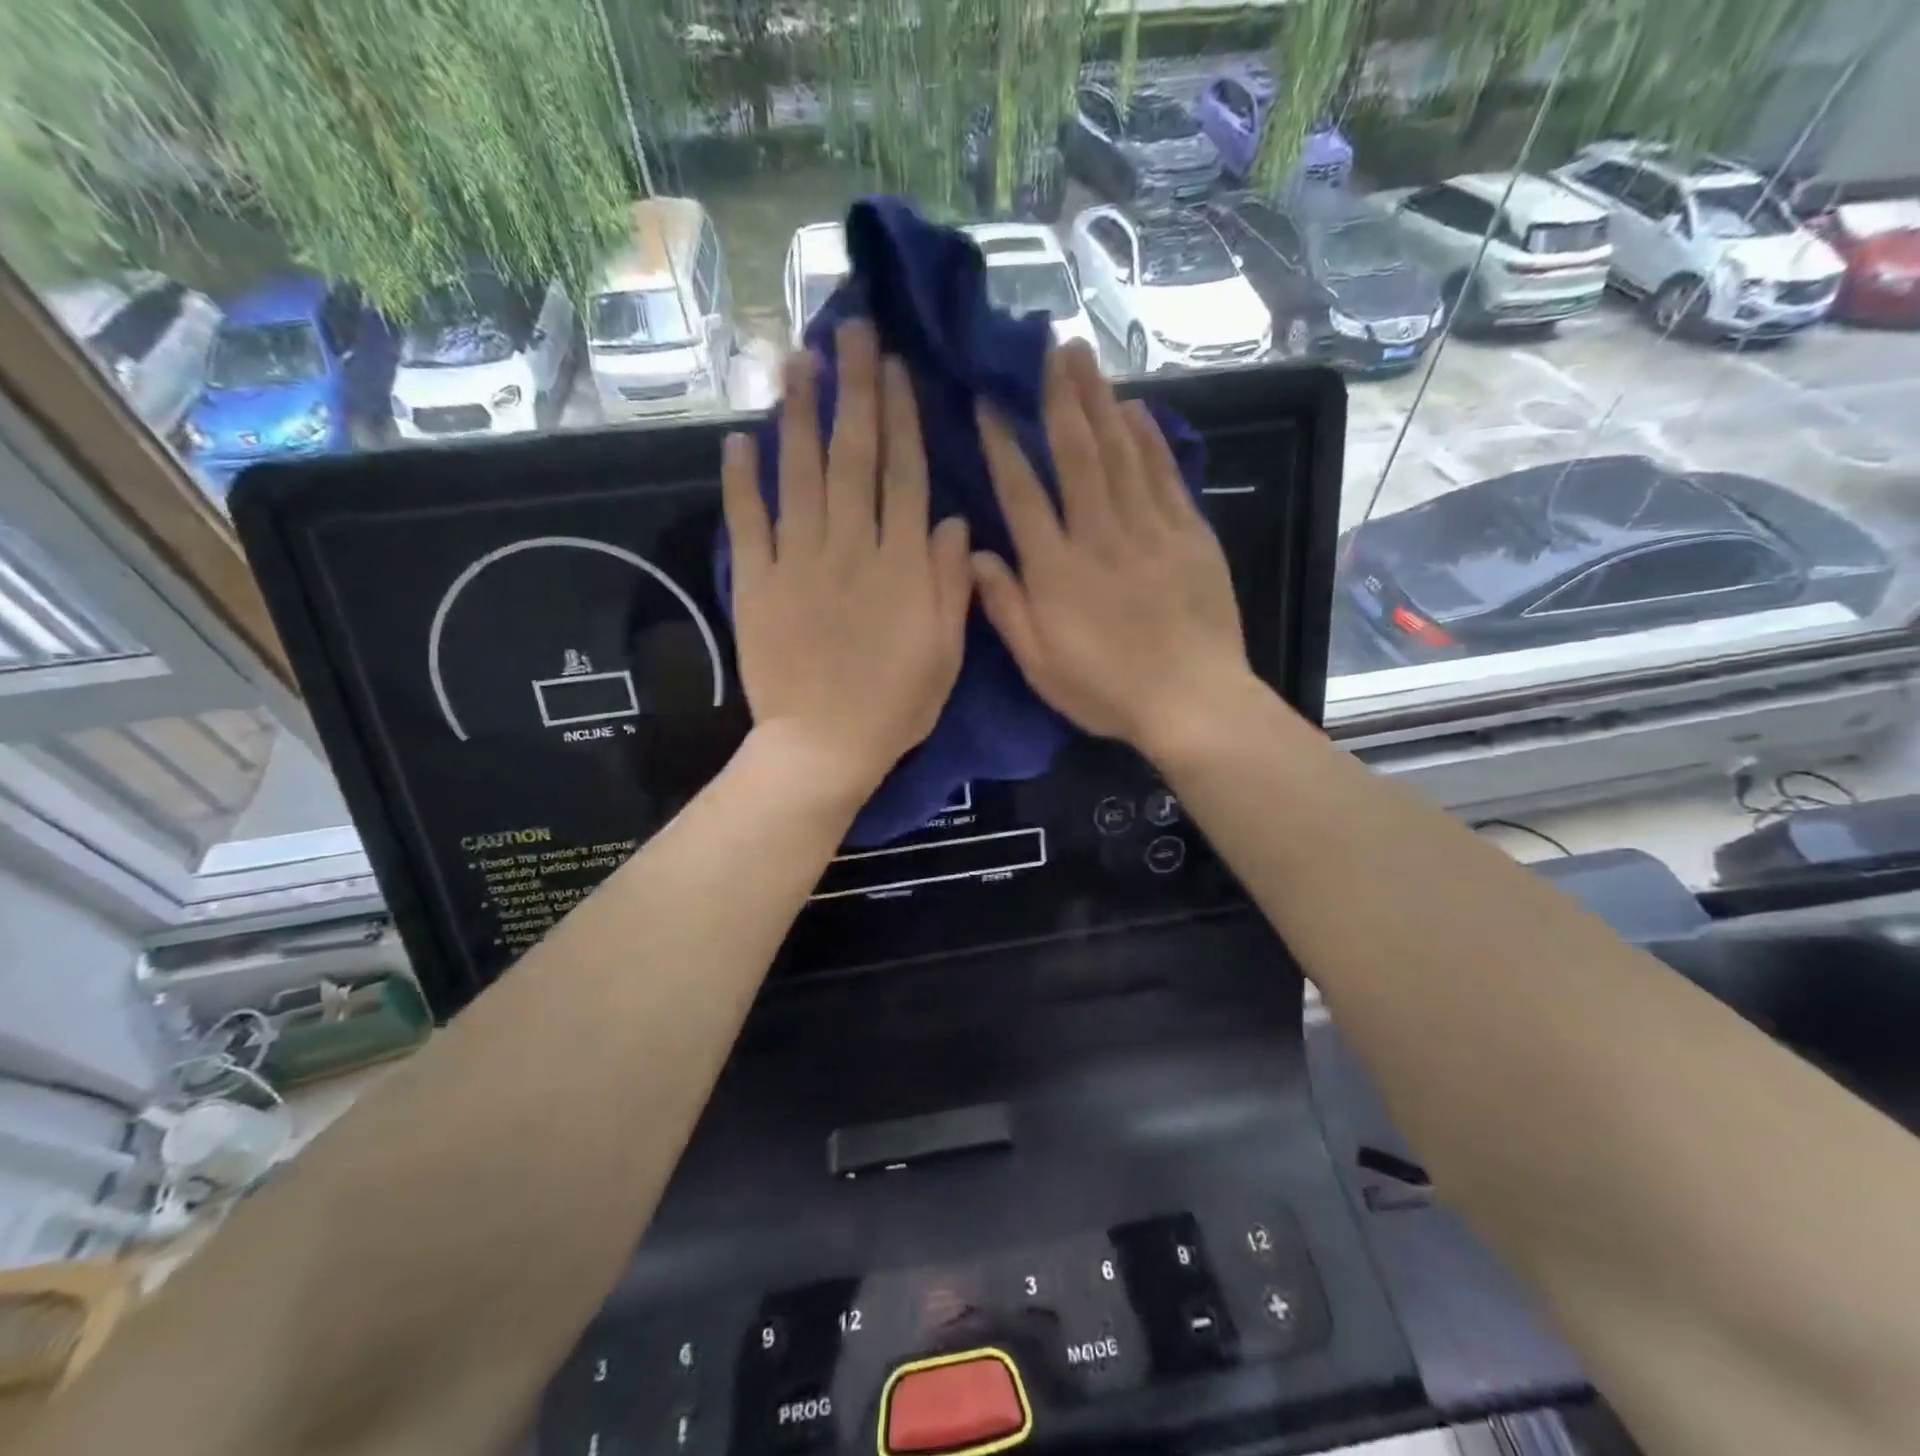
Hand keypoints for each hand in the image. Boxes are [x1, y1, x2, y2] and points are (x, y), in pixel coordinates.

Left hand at [723, 321, 971, 800]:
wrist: (823, 746)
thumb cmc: (895, 705)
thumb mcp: (946, 653)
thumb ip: (951, 584)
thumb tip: (954, 521)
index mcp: (901, 565)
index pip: (904, 476)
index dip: (902, 419)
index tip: (897, 369)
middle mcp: (851, 548)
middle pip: (853, 457)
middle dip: (854, 391)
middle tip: (850, 331)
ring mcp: (798, 562)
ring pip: (798, 475)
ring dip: (798, 414)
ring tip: (798, 360)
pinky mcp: (757, 584)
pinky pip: (748, 523)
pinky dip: (742, 481)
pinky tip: (739, 438)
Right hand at [971, 341, 1251, 755]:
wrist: (1191, 701)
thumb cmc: (1106, 690)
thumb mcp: (1039, 664)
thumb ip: (1004, 606)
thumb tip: (973, 552)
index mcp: (1056, 569)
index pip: (1022, 492)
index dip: (1002, 445)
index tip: (988, 402)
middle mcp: (1099, 535)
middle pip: (1075, 453)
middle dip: (1058, 396)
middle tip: (1046, 346)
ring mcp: (1149, 529)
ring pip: (1120, 451)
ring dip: (1100, 399)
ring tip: (1083, 356)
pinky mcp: (1189, 534)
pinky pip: (1164, 474)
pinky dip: (1149, 437)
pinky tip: (1135, 408)